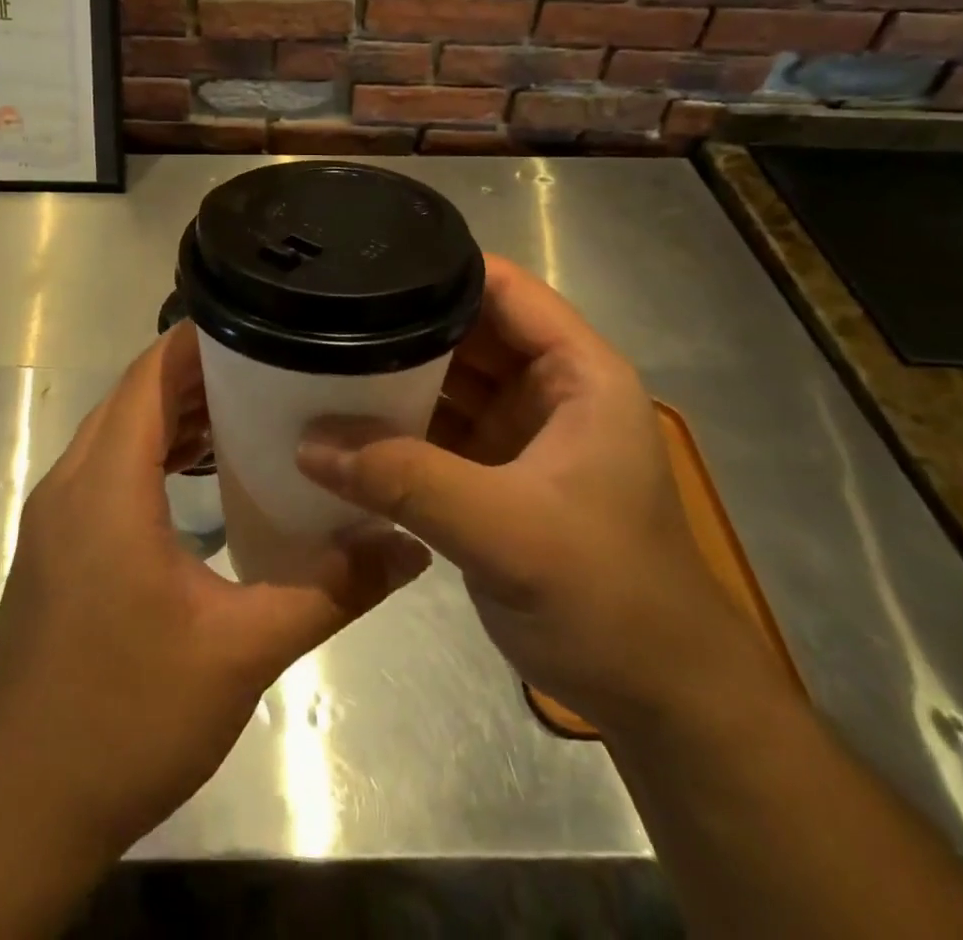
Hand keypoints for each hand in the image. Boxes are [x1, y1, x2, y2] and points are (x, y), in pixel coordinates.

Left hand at [0, 322, 428, 856]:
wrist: (24, 805)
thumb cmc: (130, 714)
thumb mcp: (243, 649)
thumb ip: (330, 590)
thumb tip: (409, 547)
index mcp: (107, 486)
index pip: (148, 376)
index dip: (197, 340)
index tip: (258, 325)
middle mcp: (71, 483)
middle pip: (133, 397)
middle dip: (196, 373)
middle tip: (270, 367)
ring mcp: (56, 516)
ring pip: (116, 433)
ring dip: (172, 414)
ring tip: (245, 410)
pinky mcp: (56, 547)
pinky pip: (106, 470)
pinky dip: (151, 454)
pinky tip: (198, 477)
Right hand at [297, 254, 757, 731]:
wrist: (655, 698)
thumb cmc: (607, 595)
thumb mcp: (505, 530)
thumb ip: (405, 480)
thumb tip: (307, 443)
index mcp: (577, 373)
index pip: (505, 289)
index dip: (441, 268)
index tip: (365, 265)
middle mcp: (547, 389)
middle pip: (465, 330)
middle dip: (401, 323)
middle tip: (321, 313)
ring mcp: (518, 432)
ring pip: (445, 380)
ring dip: (392, 375)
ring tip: (317, 355)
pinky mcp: (494, 473)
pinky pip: (435, 429)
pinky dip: (395, 426)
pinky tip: (342, 422)